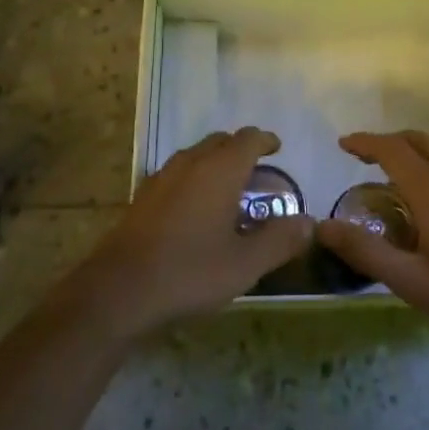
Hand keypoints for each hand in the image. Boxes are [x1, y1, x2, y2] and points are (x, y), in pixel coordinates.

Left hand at [70, 127, 312, 339]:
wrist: (119, 290)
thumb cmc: (189, 272)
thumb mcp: (244, 264)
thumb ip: (279, 241)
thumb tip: (309, 223)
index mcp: (219, 170)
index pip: (248, 139)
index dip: (266, 140)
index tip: (277, 148)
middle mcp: (191, 162)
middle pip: (220, 141)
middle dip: (240, 149)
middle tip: (256, 170)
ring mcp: (162, 177)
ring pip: (196, 154)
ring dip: (215, 161)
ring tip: (227, 188)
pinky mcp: (143, 196)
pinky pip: (177, 172)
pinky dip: (193, 177)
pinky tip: (194, 207)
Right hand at [317, 130, 428, 337]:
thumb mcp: (412, 281)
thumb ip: (366, 252)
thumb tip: (323, 227)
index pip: (389, 148)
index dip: (364, 142)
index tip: (344, 144)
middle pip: (415, 141)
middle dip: (387, 144)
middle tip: (366, 159)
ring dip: (414, 157)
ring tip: (401, 184)